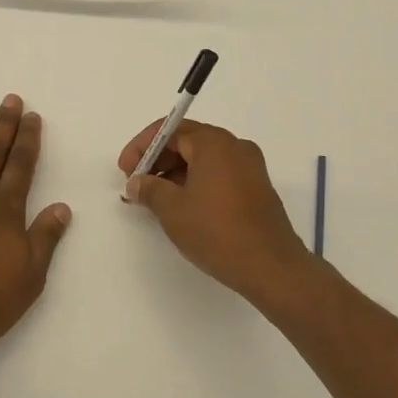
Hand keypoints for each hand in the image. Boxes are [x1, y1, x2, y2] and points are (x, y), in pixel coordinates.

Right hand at [118, 120, 313, 306]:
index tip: (125, 170)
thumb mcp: (173, 209)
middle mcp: (235, 147)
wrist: (272, 268)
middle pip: (188, 142)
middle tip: (137, 184)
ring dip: (175, 174)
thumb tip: (137, 182)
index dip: (142, 146)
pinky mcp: (256, 188)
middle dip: (158, 160)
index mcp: (214, 142)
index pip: (170, 130)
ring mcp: (250, 167)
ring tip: (155, 200)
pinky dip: (196, 183)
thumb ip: (149, 189)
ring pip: (203, 160)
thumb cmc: (217, 231)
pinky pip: (218, 174)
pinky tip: (182, 207)